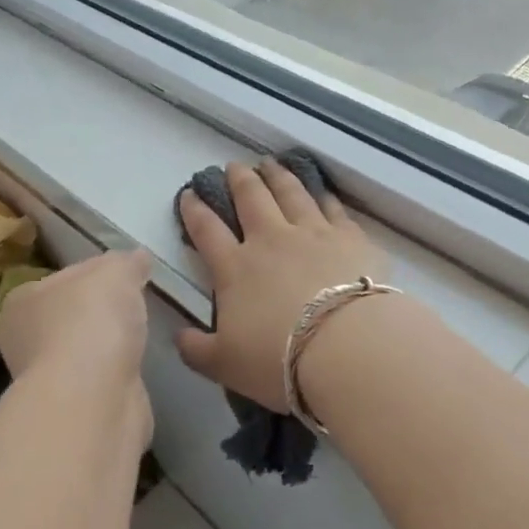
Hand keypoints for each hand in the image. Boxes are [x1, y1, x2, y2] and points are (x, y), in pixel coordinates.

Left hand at [0, 249, 152, 398]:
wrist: (93, 398)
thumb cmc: (92, 321)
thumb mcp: (116, 271)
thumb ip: (127, 261)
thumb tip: (138, 258)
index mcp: (22, 301)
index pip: (63, 278)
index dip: (96, 273)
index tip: (125, 276)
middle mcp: (25, 340)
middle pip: (72, 315)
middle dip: (101, 311)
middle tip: (137, 304)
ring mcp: (48, 378)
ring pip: (86, 349)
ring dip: (109, 345)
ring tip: (140, 336)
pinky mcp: (74, 406)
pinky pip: (100, 378)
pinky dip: (116, 372)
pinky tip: (134, 367)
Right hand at [176, 160, 388, 412]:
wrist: (345, 346)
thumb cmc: (279, 358)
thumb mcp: (224, 365)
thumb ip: (196, 350)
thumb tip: (179, 337)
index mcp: (236, 268)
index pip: (207, 231)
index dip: (195, 211)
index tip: (190, 194)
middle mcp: (271, 239)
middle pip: (251, 198)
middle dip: (239, 180)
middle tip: (233, 166)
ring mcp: (313, 232)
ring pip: (291, 193)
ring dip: (278, 176)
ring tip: (271, 164)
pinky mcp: (349, 236)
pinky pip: (333, 208)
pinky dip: (323, 196)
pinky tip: (321, 191)